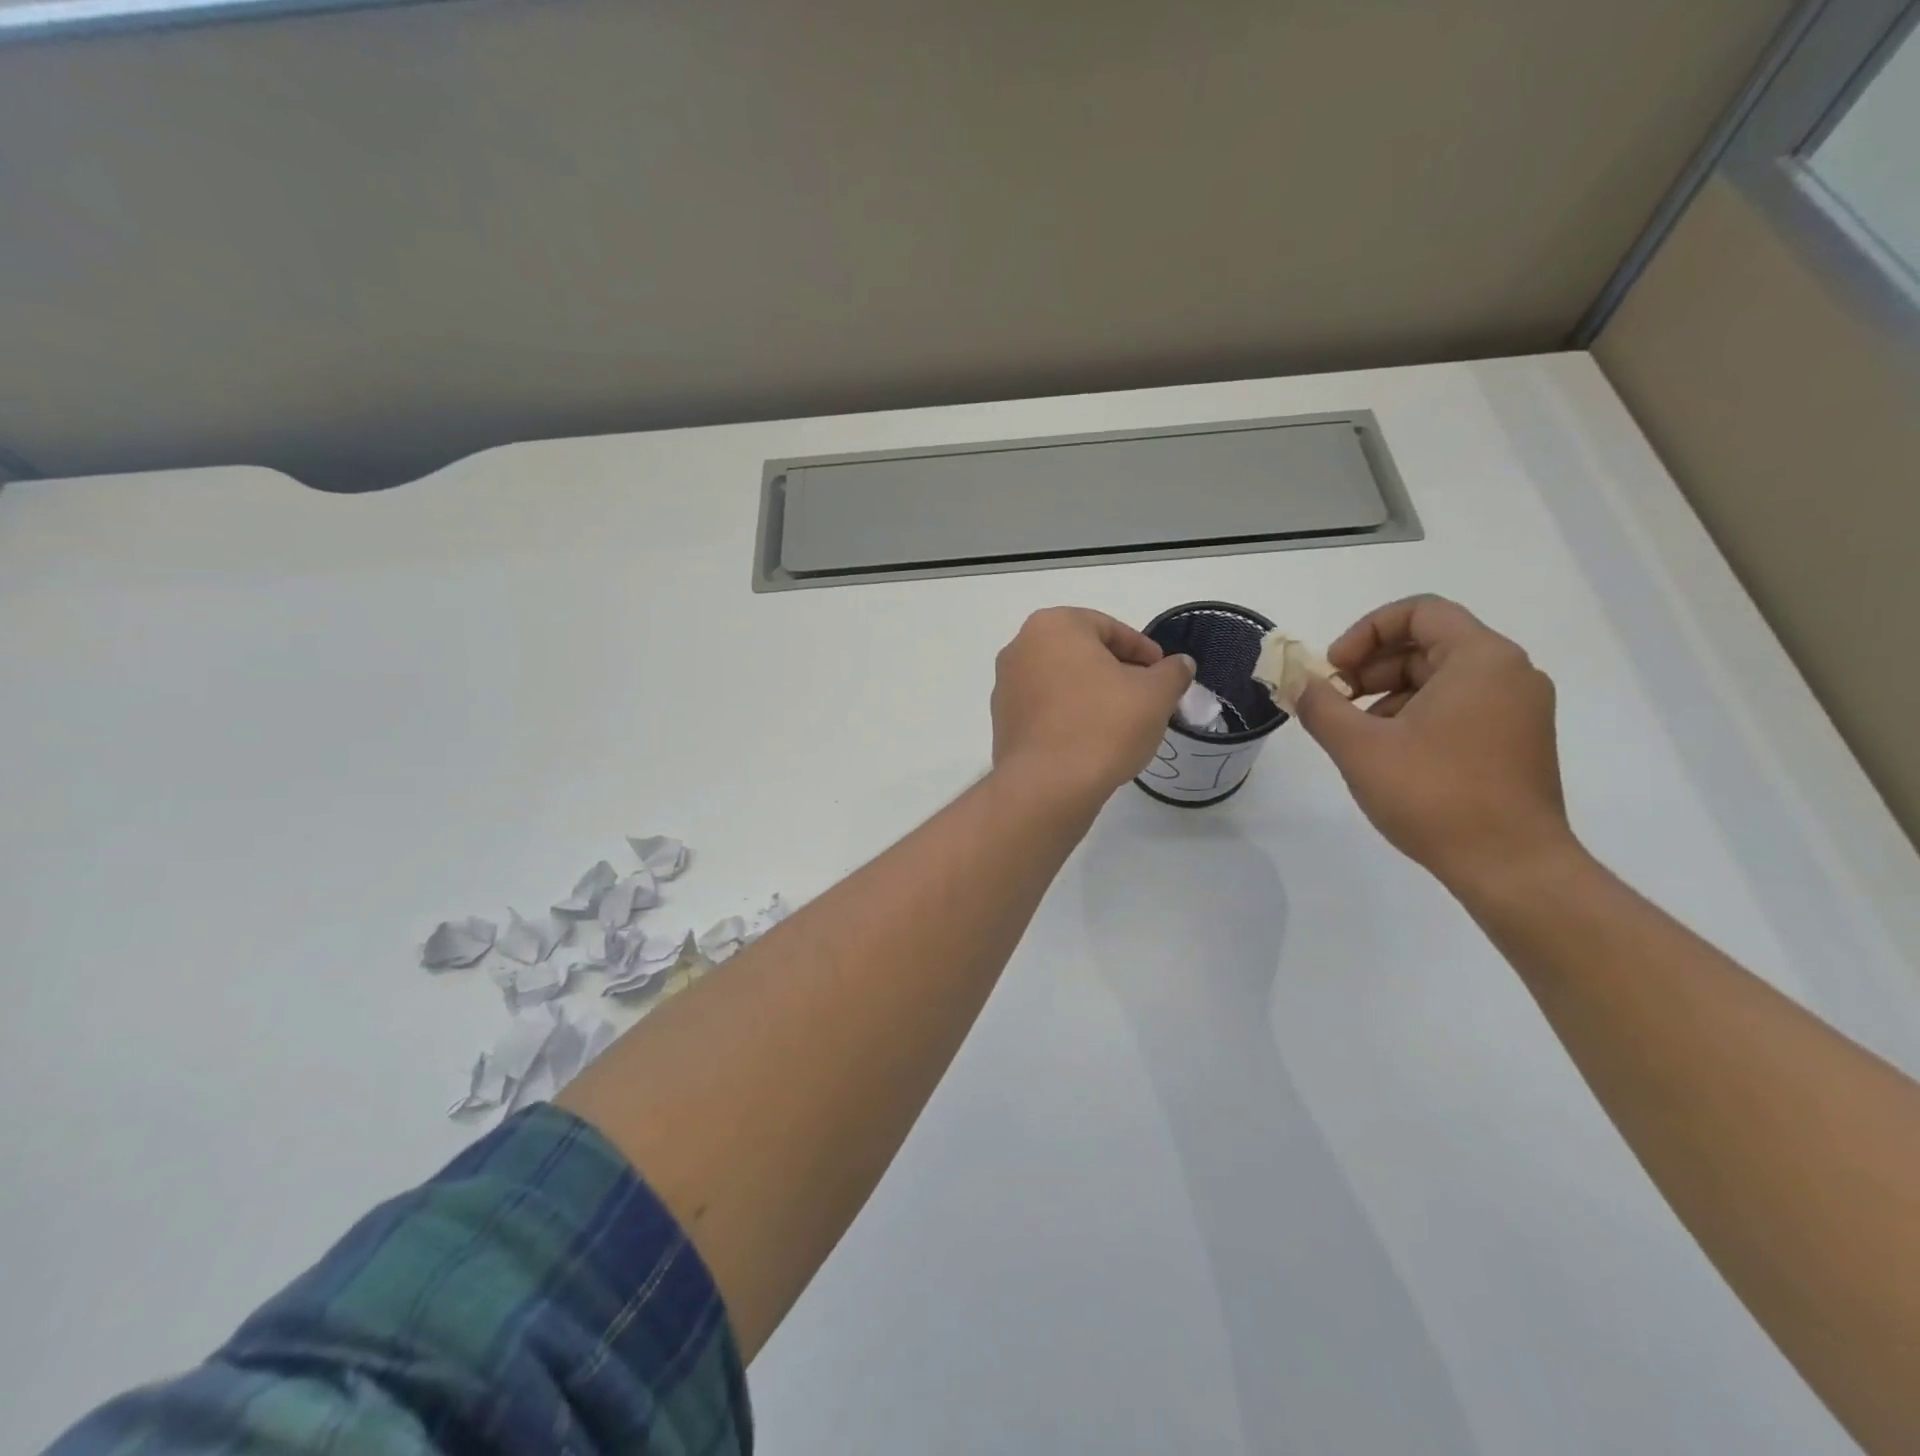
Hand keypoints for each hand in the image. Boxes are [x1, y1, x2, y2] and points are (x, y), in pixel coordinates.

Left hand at [991, 608, 1194, 804]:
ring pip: (1062, 682)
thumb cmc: (1103, 726)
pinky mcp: (1002, 722)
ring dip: (1093, 695)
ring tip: (1123, 723)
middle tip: (1147, 697)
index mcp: (1053, 626)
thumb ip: (1172, 672)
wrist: (1047, 787)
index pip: (1109, 628)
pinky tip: (1092, 741)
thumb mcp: (1155, 694)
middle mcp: (1020, 648)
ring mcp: (1005, 686)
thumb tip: (1180, 664)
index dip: (1143, 651)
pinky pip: (1045, 709)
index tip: (1164, 674)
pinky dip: (1070, 716)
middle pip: (1082, 653)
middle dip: (1117, 672)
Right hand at [1293, 596, 1574, 890]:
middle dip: (1371, 667)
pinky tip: (1389, 754)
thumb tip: (1296, 680)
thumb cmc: (1434, 795)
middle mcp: (1510, 673)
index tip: (1333, 670)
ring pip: (1441, 678)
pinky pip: (1459, 706)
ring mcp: (1519, 709)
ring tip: (1356, 733)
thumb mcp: (1359, 747)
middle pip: (1428, 644)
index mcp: (1480, 659)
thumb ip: (1320, 706)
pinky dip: (1417, 715)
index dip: (1365, 632)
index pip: (1419, 612)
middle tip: (1333, 701)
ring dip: (1389, 694)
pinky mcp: (1517, 741)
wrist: (1512, 867)